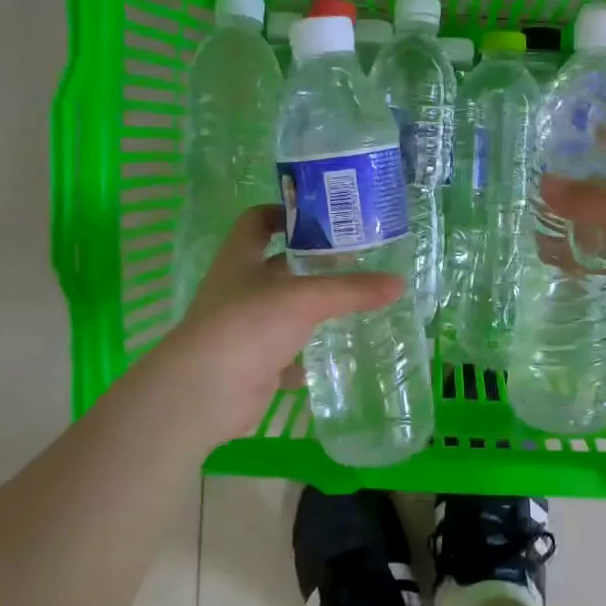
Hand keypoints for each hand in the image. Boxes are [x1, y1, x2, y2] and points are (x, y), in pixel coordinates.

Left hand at [140, 206, 402, 445]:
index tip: (321, 218)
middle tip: (355, 263)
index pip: (257, 220)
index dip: (284, 213)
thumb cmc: (249, 324)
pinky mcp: (250, 364)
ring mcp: (242, 328)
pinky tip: (328, 359)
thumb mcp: (305, 299)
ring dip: (309, 312)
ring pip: (281, 312)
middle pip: (276, 267)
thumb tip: (398, 284)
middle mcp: (238, 289)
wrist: (206, 392)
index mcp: (241, 258)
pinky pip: (282, 356)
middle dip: (311, 265)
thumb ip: (352, 290)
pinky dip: (303, 358)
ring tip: (351, 308)